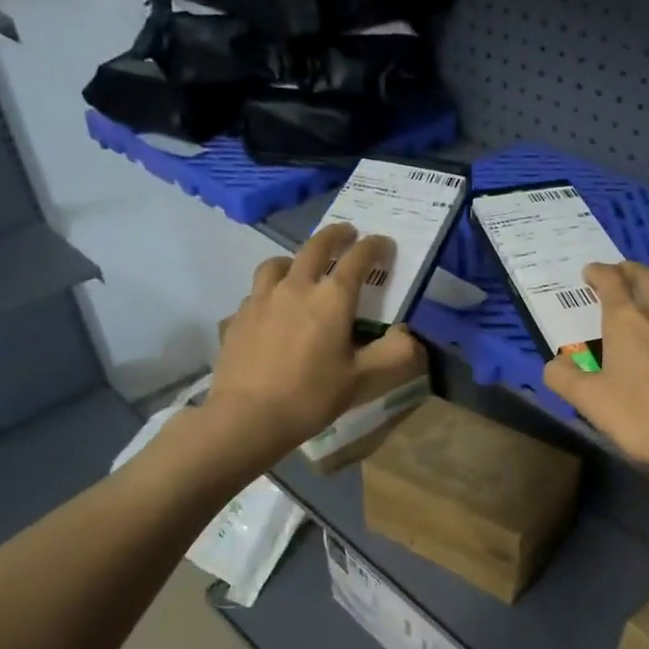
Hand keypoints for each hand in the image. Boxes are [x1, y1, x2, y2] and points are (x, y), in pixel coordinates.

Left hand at [205, 222, 418, 455]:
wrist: (248, 416)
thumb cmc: (311, 396)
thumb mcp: (362, 380)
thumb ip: (393, 355)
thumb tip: (410, 336)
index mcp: (331, 299)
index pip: (358, 260)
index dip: (374, 247)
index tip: (384, 243)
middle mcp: (296, 287)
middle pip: (316, 247)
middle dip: (336, 235)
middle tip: (348, 233)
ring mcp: (261, 299)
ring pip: (278, 263)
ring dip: (296, 258)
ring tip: (301, 267)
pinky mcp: (238, 317)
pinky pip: (255, 294)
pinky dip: (269, 292)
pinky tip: (270, 311)